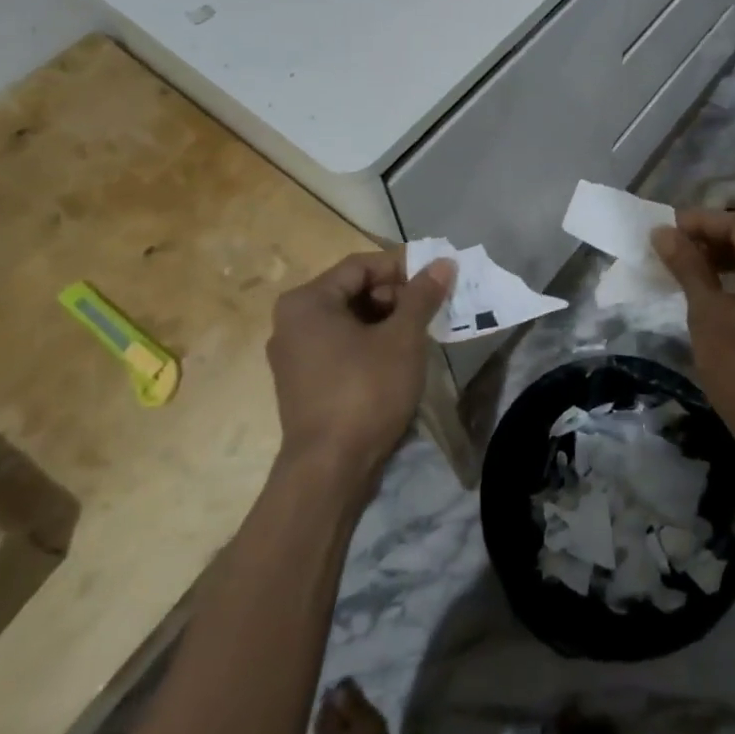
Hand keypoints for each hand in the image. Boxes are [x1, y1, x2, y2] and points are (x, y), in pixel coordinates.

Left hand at [267, 250, 454, 480]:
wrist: (329, 470)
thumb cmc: (365, 391)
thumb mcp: (402, 338)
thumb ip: (422, 296)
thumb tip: (443, 263)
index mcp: (307, 301)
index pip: (361, 266)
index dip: (402, 267)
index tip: (435, 279)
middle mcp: (291, 322)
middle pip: (353, 291)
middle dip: (395, 296)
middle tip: (430, 310)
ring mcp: (293, 355)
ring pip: (348, 321)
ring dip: (386, 321)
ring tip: (419, 334)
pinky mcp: (302, 383)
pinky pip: (340, 347)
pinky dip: (369, 344)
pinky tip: (397, 360)